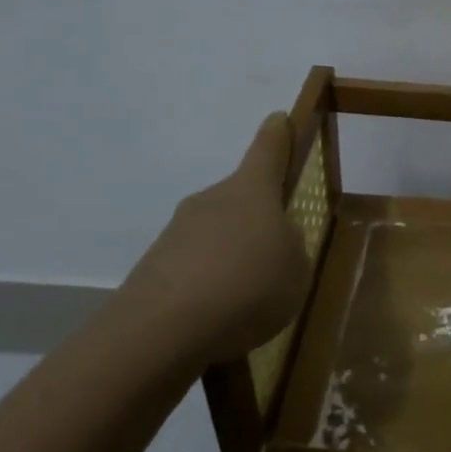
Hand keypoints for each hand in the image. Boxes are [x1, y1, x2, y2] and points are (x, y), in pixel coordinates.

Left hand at [111, 114, 308, 366]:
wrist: (160, 332)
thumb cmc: (247, 287)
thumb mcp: (296, 270)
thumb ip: (291, 249)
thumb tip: (275, 241)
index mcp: (251, 190)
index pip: (268, 148)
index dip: (278, 133)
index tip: (278, 119)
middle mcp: (211, 200)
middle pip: (241, 197)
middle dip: (258, 219)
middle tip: (277, 253)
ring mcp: (177, 232)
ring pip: (216, 234)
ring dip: (232, 255)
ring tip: (249, 299)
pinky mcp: (154, 267)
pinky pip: (194, 267)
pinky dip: (209, 285)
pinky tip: (220, 318)